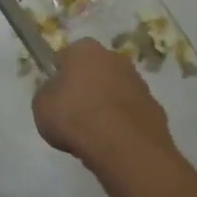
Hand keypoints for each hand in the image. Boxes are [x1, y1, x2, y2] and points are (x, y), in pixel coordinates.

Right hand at [33, 40, 173, 171]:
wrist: (124, 147)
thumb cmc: (75, 118)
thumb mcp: (41, 105)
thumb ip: (48, 93)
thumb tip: (57, 92)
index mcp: (84, 50)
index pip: (66, 56)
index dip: (60, 75)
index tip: (56, 96)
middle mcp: (114, 58)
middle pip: (95, 70)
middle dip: (87, 86)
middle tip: (74, 113)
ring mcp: (139, 82)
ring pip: (115, 90)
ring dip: (106, 104)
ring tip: (94, 132)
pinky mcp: (155, 106)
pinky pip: (130, 111)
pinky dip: (123, 122)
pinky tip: (113, 141)